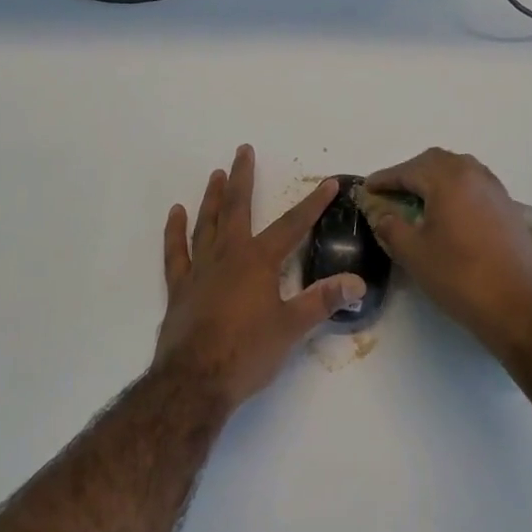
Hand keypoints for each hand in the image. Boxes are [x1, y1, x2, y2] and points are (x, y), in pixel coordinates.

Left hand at [156, 146, 366, 409]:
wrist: (195, 381)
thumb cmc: (247, 353)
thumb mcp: (292, 328)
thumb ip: (323, 301)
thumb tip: (357, 281)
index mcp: (258, 261)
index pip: (292, 225)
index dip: (313, 203)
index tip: (329, 183)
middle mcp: (228, 255)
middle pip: (237, 208)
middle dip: (242, 177)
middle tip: (243, 150)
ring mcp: (200, 269)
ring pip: (206, 223)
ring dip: (212, 197)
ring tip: (215, 174)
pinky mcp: (180, 287)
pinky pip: (176, 252)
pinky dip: (175, 231)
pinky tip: (176, 213)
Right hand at [364, 148, 531, 347]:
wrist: (519, 307)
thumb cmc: (460, 277)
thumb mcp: (414, 254)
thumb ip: (391, 227)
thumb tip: (383, 216)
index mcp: (449, 179)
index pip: (408, 170)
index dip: (384, 179)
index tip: (367, 188)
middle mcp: (474, 175)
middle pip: (435, 161)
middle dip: (410, 173)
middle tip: (391, 192)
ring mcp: (495, 190)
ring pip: (458, 170)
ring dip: (434, 178)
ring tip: (417, 200)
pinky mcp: (508, 208)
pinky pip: (474, 185)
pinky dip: (455, 190)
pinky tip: (447, 213)